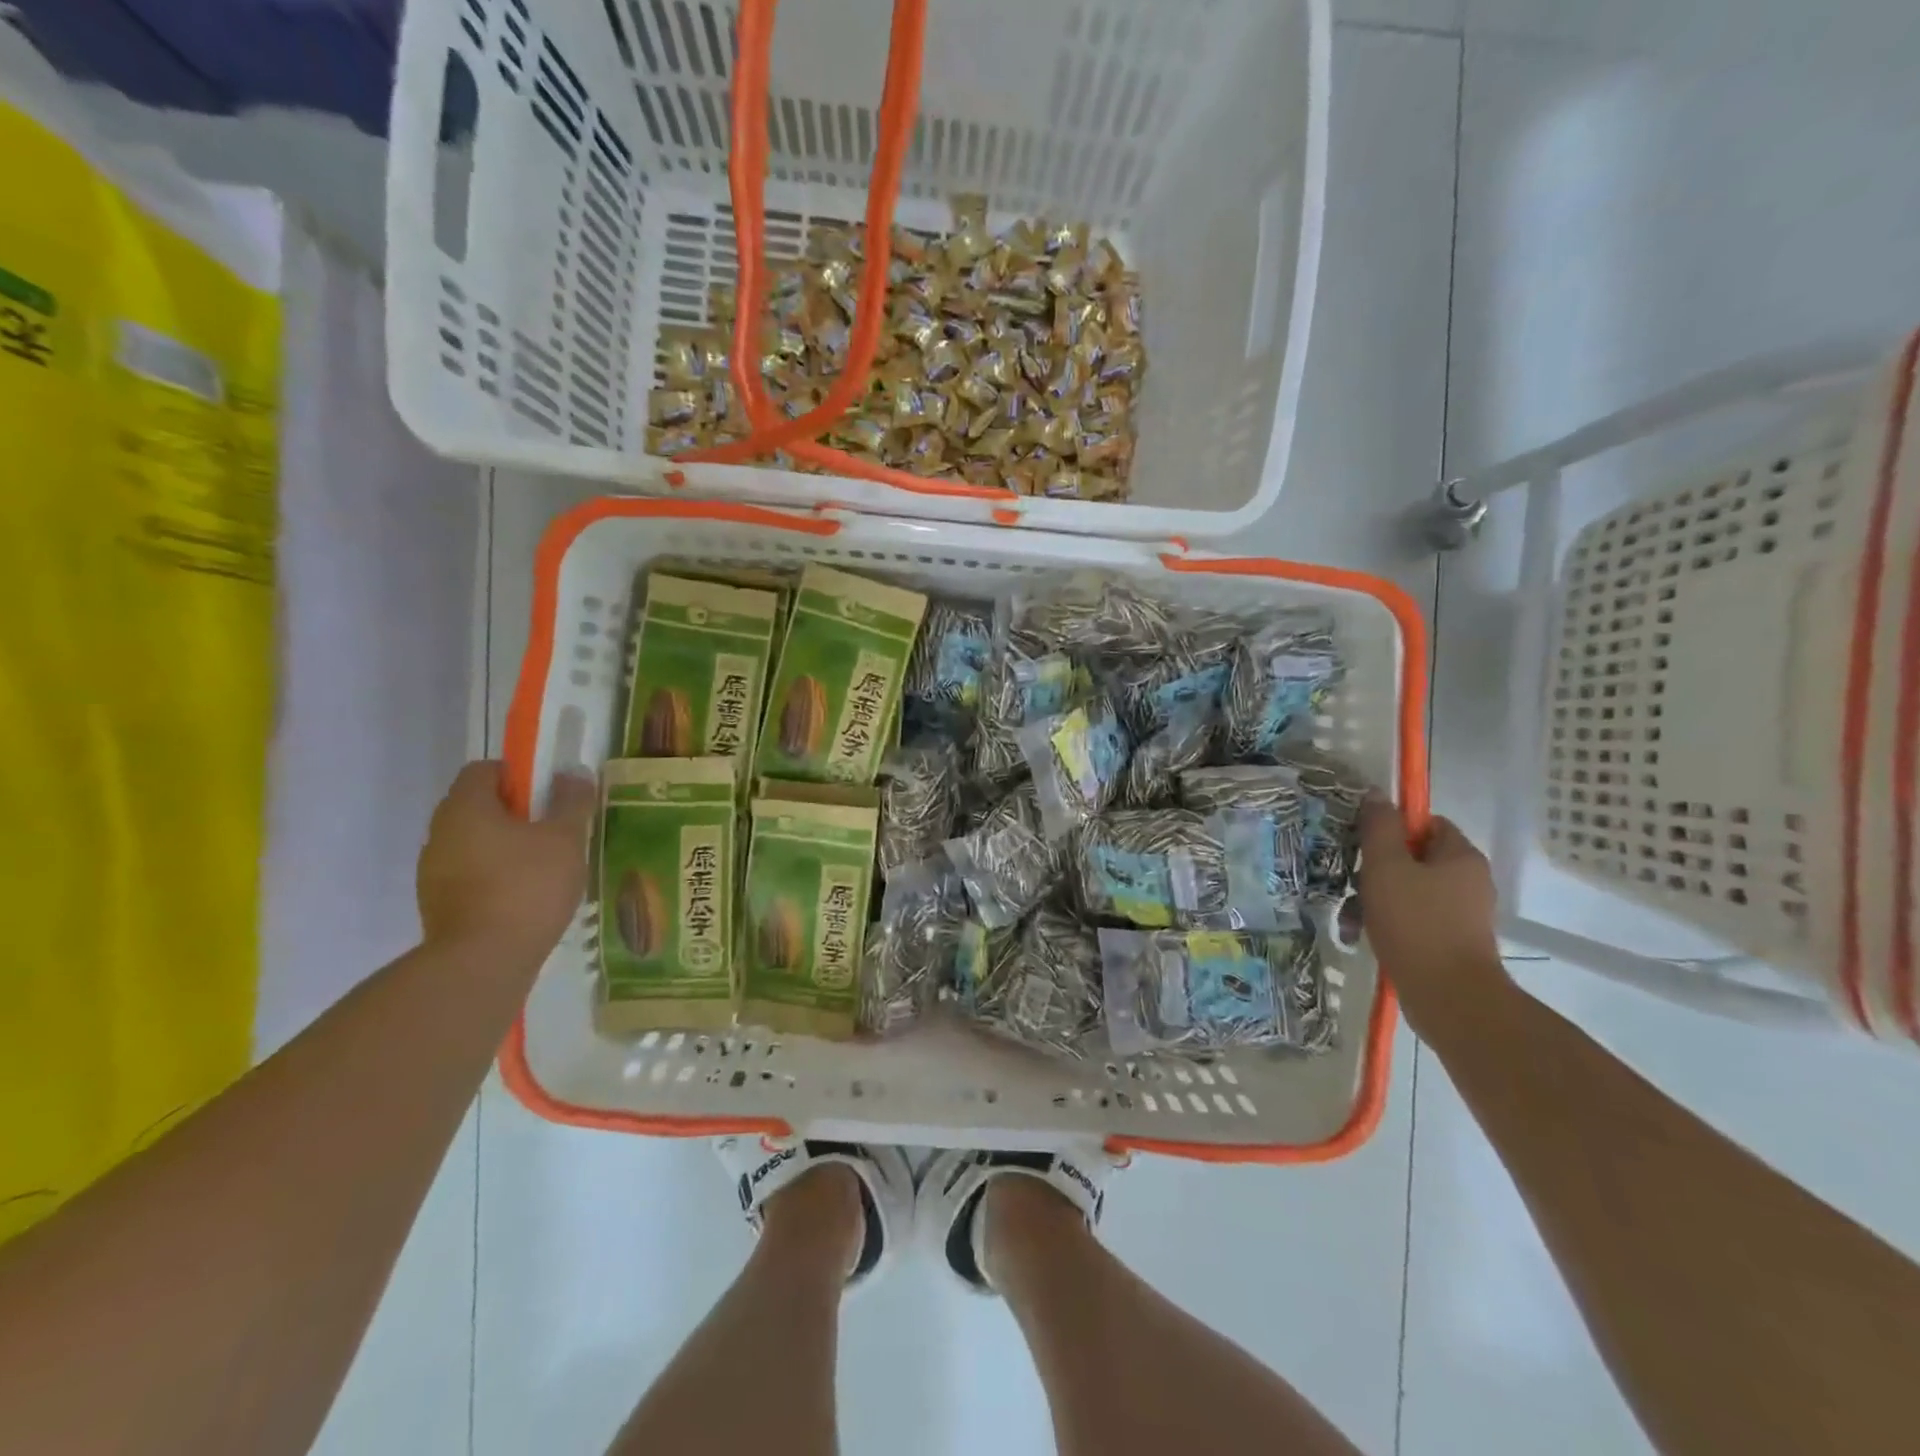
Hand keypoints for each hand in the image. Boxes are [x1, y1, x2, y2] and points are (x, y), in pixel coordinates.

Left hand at [416, 761, 594, 959]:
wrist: (483, 962)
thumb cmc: (527, 887)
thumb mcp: (565, 839)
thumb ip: (571, 802)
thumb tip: (574, 772)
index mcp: (465, 808)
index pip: (484, 770)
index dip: (519, 775)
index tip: (549, 795)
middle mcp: (439, 833)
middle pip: (478, 806)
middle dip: (516, 813)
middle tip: (553, 830)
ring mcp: (433, 872)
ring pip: (473, 843)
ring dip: (504, 847)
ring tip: (543, 868)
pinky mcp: (438, 905)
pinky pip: (469, 875)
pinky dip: (494, 877)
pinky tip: (524, 898)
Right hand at [1357, 798, 1509, 1033]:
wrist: (1448, 997)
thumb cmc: (1415, 922)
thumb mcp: (1386, 867)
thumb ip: (1379, 828)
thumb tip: (1376, 795)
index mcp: (1460, 857)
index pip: (1426, 824)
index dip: (1392, 829)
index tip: (1363, 845)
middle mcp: (1468, 881)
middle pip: (1412, 859)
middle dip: (1374, 871)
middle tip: (1350, 884)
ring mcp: (1461, 915)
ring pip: (1407, 892)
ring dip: (1372, 901)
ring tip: (1349, 920)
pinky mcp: (1450, 942)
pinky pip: (1412, 921)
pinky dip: (1386, 924)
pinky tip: (1361, 937)